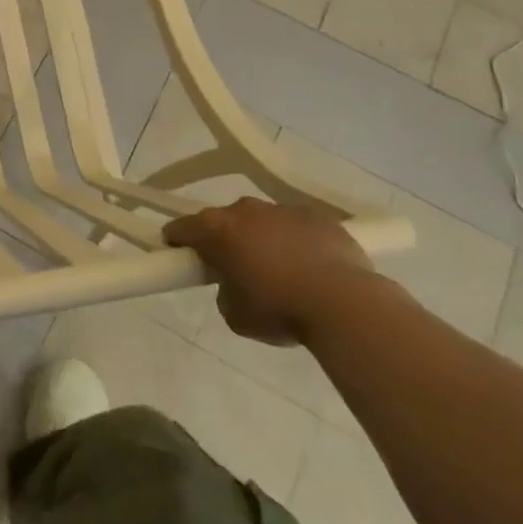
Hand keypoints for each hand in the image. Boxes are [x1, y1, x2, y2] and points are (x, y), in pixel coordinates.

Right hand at [163, 198, 373, 346]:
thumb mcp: (234, 314)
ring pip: (263, 221)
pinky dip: (297, 241)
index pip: (181, 228)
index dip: (177, 241)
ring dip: (263, 239)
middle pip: (224, 220)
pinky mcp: (319, 217)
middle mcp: (245, 210)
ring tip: (281, 270)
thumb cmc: (279, 310)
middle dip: (225, 240)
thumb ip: (224, 292)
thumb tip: (234, 284)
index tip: (180, 255)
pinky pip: (298, 227)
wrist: (345, 304)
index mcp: (216, 230)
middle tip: (235, 268)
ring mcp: (284, 210)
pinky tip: (311, 267)